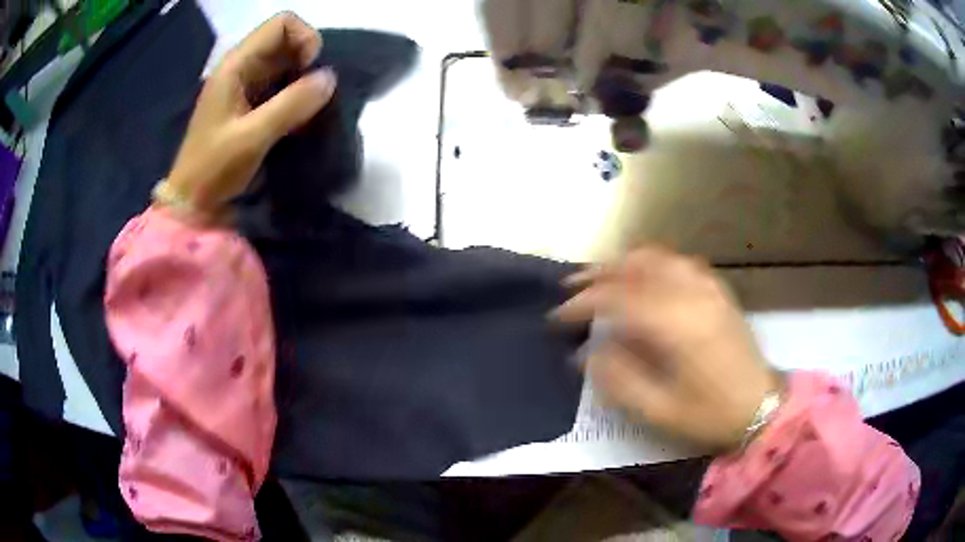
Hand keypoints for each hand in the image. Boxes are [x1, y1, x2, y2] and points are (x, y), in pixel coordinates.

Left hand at [166, 12, 336, 212]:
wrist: (192, 201)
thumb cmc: (213, 168)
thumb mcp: (252, 137)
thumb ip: (291, 105)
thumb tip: (330, 78)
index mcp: (236, 64)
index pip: (282, 24)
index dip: (305, 39)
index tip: (311, 70)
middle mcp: (242, 66)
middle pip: (287, 41)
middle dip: (307, 62)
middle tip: (312, 95)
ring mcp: (245, 85)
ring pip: (286, 64)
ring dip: (303, 80)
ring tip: (307, 109)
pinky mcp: (250, 103)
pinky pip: (281, 85)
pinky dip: (296, 95)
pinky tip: (298, 118)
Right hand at [555, 247, 779, 450]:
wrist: (761, 408)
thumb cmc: (708, 414)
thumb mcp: (657, 409)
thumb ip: (617, 378)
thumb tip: (585, 353)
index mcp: (674, 325)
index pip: (616, 298)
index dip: (582, 304)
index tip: (557, 316)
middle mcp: (691, 294)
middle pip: (635, 266)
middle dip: (598, 274)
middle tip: (571, 287)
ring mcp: (708, 288)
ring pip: (658, 257)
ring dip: (624, 262)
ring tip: (602, 276)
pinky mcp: (719, 291)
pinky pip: (681, 262)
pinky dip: (655, 262)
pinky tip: (646, 275)